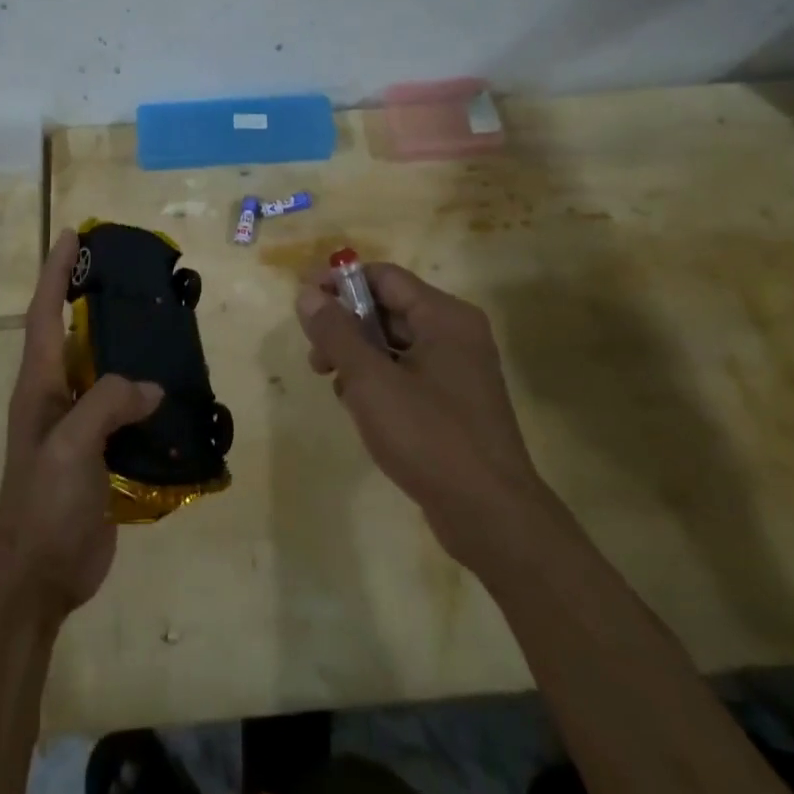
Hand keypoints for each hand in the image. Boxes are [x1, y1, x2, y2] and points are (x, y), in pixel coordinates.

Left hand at [0, 229, 162, 620]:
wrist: (40, 576)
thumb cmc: (44, 505)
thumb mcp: (70, 448)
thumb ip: (107, 405)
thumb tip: (151, 387)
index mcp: (39, 385)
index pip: (45, 314)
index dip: (55, 272)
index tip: (71, 234)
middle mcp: (55, 395)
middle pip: (72, 333)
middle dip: (88, 295)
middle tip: (123, 268)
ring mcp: (77, 424)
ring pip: (101, 368)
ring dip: (120, 341)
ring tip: (155, 317)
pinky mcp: (99, 450)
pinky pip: (122, 406)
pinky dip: (142, 390)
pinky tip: (171, 386)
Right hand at [297, 262, 540, 568]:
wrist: (490, 516)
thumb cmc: (429, 437)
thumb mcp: (371, 381)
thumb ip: (336, 332)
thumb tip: (307, 293)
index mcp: (444, 317)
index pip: (384, 277)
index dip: (339, 283)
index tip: (303, 302)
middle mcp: (455, 334)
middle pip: (388, 309)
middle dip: (345, 327)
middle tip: (315, 357)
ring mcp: (457, 370)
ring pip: (393, 344)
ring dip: (357, 357)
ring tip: (334, 386)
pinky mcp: (453, 403)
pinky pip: (406, 373)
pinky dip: (378, 381)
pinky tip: (359, 409)